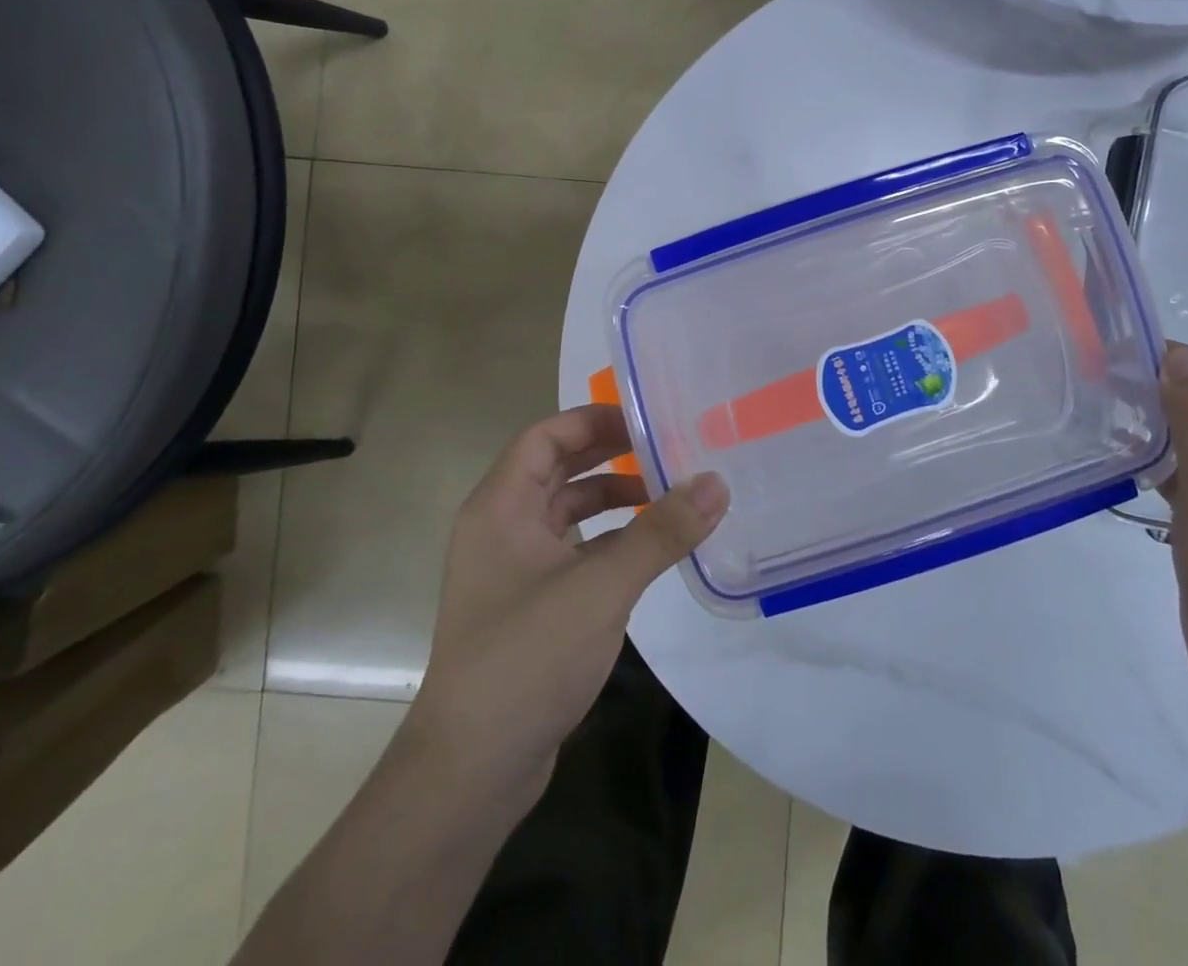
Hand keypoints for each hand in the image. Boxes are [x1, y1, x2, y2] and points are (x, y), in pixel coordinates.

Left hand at [400, 404, 728, 816]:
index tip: (645, 419)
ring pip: (567, 511)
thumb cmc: (527, 658)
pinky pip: (573, 550)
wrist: (472, 769)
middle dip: (609, 455)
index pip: (545, 436)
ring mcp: (513, 568)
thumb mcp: (601, 588)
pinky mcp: (530, 603)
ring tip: (667, 494)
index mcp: (500, 506)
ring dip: (612, 498)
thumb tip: (716, 482)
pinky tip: (647, 549)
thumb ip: (659, 532)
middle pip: (557, 469)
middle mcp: (501, 527)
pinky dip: (608, 539)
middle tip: (666, 448)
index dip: (592, 420)